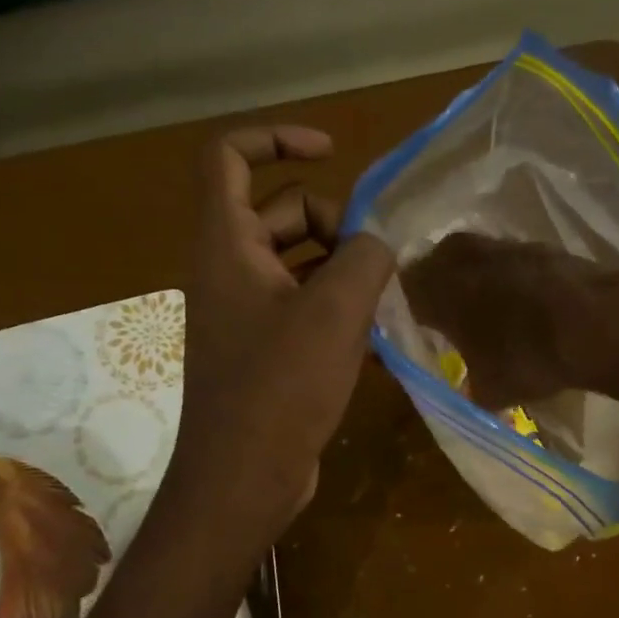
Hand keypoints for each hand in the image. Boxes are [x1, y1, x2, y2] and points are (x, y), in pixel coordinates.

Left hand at [169, 126, 393, 556]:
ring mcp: (248, 313)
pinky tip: (380, 340)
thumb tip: (378, 242)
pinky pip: (306, 309)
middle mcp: (231, 270)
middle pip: (283, 213)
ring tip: (390, 301)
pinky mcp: (266, 350)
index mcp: (228, 245)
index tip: (332, 151)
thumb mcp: (334, 313)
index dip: (277, 138)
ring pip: (302, 265)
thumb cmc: (280, 388)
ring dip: (347, 272)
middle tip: (378, 261)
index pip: (230, 157)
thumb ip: (365, 258)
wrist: (244, 478)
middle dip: (336, 225)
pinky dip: (340, 312)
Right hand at [398, 233, 618, 409]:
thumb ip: (468, 385)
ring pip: (473, 257)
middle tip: (445, 314)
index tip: (414, 329)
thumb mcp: (489, 390)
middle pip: (434, 264)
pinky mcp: (541, 246)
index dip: (406, 311)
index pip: (403, 292)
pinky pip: (510, 260)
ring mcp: (504, 246)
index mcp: (437, 289)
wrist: (600, 323)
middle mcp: (463, 258)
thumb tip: (468, 388)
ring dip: (474, 278)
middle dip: (436, 287)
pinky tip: (525, 302)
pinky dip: (509, 277)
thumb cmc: (530, 358)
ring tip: (486, 309)